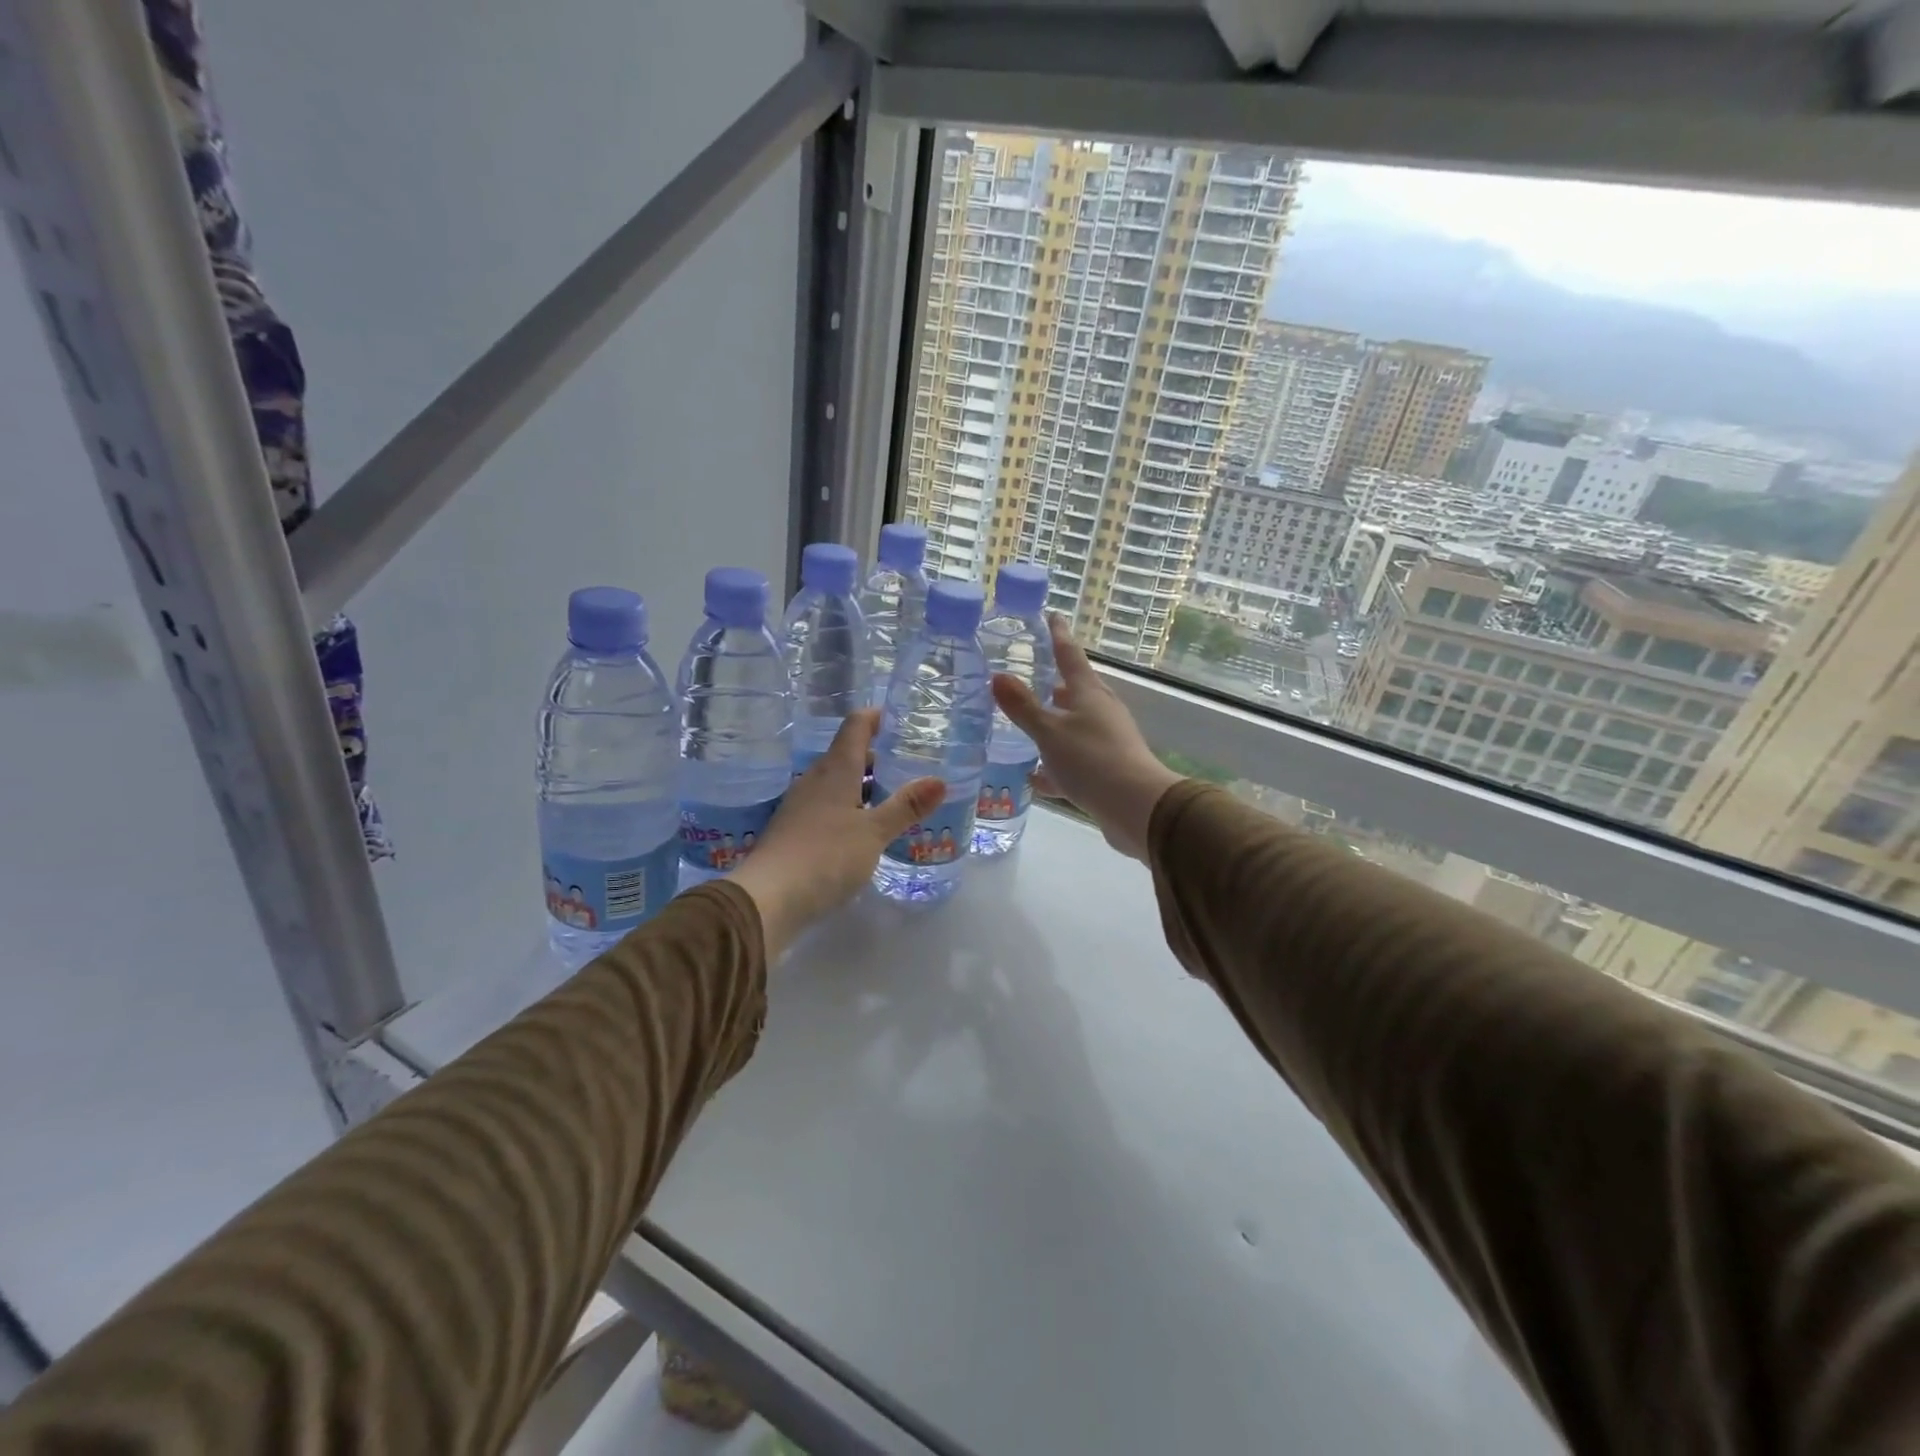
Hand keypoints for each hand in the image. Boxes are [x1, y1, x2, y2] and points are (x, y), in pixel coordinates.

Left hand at [729, 709, 943, 957]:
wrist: (767, 898)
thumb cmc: (826, 856)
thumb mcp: (874, 832)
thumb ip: (905, 806)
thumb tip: (940, 780)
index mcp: (836, 770)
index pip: (855, 727)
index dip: (876, 717)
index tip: (898, 717)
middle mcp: (815, 779)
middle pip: (846, 755)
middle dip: (876, 756)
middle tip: (908, 764)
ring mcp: (801, 805)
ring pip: (837, 782)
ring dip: (863, 785)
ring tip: (893, 798)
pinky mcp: (794, 830)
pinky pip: (827, 805)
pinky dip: (849, 807)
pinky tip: (864, 829)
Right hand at [990, 615, 1181, 861]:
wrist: (1137, 808)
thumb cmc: (1092, 760)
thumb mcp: (1049, 732)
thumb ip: (1022, 707)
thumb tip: (998, 676)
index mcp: (1089, 694)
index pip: (1070, 655)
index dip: (1058, 635)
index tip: (1052, 616)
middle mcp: (1101, 712)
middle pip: (1075, 691)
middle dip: (1054, 684)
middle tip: (1031, 676)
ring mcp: (1106, 741)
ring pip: (1074, 727)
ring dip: (1053, 725)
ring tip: (1027, 726)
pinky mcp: (1107, 771)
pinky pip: (1075, 761)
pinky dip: (1055, 766)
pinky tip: (1035, 778)